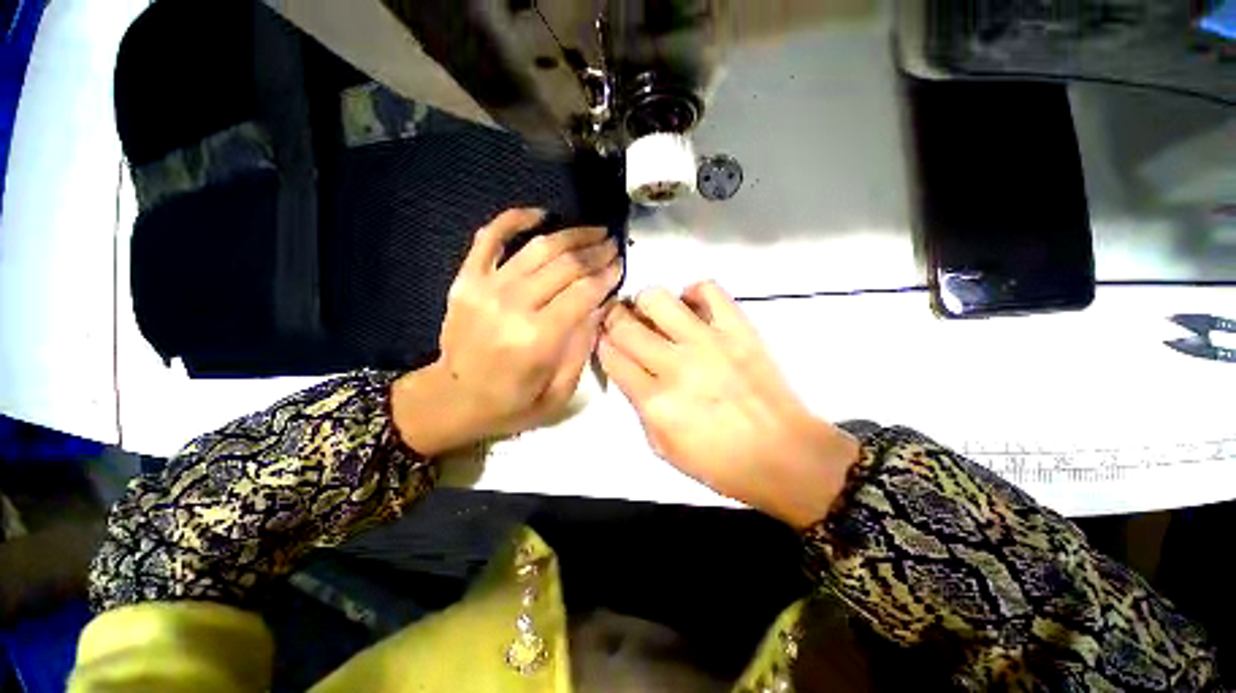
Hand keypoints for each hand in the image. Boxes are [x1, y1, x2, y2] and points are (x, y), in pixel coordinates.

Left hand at [393, 208, 621, 455]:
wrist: (453, 399)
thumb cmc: (512, 403)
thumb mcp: (560, 391)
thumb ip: (583, 345)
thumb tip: (602, 304)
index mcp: (538, 339)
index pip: (584, 292)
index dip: (607, 275)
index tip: (622, 265)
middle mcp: (513, 305)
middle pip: (565, 265)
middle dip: (595, 251)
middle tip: (613, 244)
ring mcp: (486, 287)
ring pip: (538, 247)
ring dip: (571, 234)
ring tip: (593, 230)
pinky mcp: (467, 279)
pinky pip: (490, 237)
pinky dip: (515, 219)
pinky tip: (541, 214)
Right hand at [597, 282, 859, 528]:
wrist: (783, 455)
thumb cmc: (720, 462)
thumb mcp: (662, 447)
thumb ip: (639, 406)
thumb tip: (629, 371)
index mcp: (655, 401)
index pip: (612, 356)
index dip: (602, 344)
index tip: (606, 341)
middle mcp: (675, 365)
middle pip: (625, 324)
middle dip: (614, 319)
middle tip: (622, 324)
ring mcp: (708, 342)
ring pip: (657, 298)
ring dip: (646, 303)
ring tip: (655, 315)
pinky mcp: (738, 328)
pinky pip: (708, 289)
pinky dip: (693, 293)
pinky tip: (693, 309)